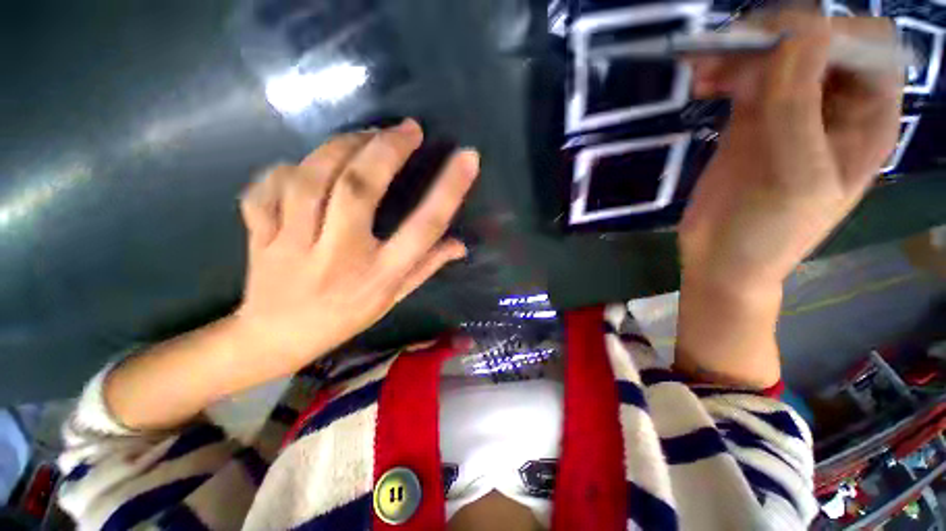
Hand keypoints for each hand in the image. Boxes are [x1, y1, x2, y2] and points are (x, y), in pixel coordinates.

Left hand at [103, 121, 477, 429]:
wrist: (276, 339)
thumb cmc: (346, 317)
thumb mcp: (395, 297)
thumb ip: (427, 266)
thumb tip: (461, 244)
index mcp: (380, 275)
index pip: (423, 228)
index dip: (449, 190)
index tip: (467, 159)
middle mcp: (340, 256)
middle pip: (359, 189)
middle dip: (386, 150)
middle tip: (407, 129)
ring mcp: (293, 245)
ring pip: (311, 179)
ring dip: (341, 148)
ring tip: (364, 135)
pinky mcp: (259, 236)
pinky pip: (268, 189)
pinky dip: (286, 169)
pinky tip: (305, 165)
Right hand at [680, 12, 902, 290]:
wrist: (721, 259)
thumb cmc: (768, 233)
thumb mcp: (795, 175)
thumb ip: (799, 105)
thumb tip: (798, 29)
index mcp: (866, 118)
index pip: (865, 45)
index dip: (827, 34)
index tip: (777, 51)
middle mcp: (833, 105)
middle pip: (816, 40)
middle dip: (774, 38)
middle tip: (727, 56)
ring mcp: (788, 110)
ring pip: (775, 54)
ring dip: (741, 52)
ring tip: (703, 73)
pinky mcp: (749, 120)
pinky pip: (744, 78)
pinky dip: (724, 71)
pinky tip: (702, 84)